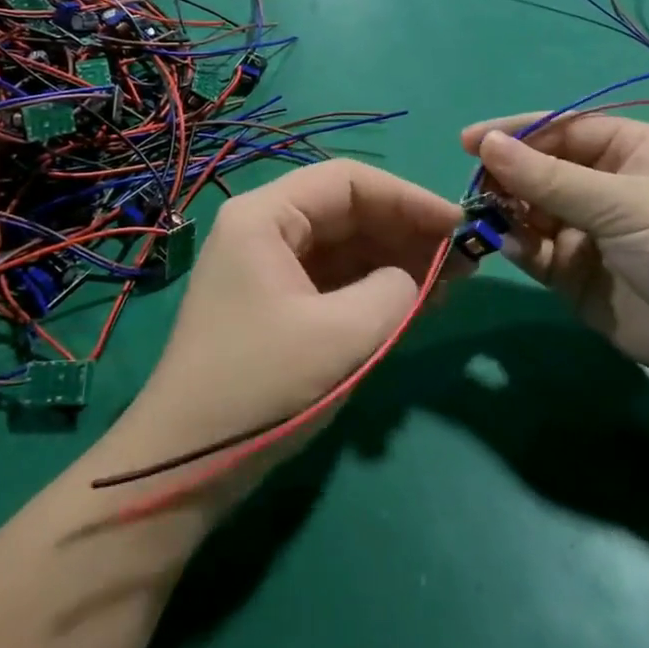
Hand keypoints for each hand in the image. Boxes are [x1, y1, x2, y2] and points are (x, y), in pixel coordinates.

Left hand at [112, 161, 458, 503]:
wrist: (186, 465)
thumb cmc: (260, 387)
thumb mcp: (341, 337)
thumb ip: (393, 291)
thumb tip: (411, 278)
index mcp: (265, 216)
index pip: (347, 181)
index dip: (407, 197)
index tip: (457, 224)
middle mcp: (264, 229)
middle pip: (347, 211)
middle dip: (405, 231)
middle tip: (462, 258)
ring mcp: (268, 268)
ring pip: (345, 246)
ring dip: (395, 260)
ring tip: (449, 281)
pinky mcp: (276, 304)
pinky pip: (334, 280)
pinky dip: (374, 288)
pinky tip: (414, 303)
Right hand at [461, 115, 648, 394]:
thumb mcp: (618, 200)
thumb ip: (547, 176)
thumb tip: (485, 143)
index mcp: (626, 150)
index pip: (559, 129)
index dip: (515, 133)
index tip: (469, 143)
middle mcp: (603, 185)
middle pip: (539, 170)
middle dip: (507, 176)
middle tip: (475, 188)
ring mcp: (588, 231)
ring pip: (531, 211)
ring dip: (507, 211)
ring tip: (486, 216)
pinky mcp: (576, 273)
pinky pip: (535, 251)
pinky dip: (518, 246)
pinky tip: (509, 245)